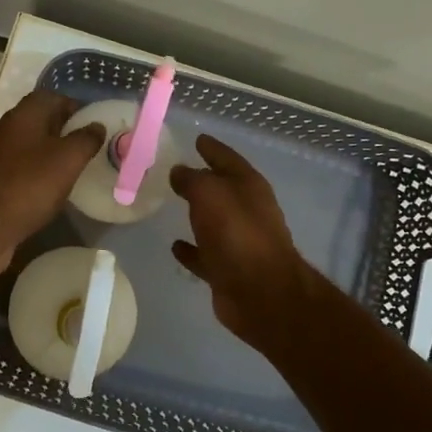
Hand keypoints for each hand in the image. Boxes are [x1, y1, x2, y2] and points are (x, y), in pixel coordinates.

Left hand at [0, 90, 104, 275]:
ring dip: (48, 154)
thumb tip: (96, 125)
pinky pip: (18, 171)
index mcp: (22, 116)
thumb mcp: (67, 159)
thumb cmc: (28, 185)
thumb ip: (85, 139)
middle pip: (38, 122)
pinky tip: (48, 192)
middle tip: (87, 147)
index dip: (73, 106)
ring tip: (72, 170)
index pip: (50, 97)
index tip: (93, 122)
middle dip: (63, 131)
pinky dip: (35, 176)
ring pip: (27, 148)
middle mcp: (4, 131)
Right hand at [170, 134, 324, 358]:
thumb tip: (179, 172)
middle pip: (221, 189)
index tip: (197, 139)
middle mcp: (247, 210)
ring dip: (196, 213)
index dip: (212, 148)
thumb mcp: (209, 193)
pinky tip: (174, 245)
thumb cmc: (236, 233)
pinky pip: (204, 253)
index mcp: (249, 186)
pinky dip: (191, 249)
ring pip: (212, 221)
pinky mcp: (228, 269)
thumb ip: (192, 179)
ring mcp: (239, 241)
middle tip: (175, 170)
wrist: (260, 292)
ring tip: (171, 203)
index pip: (227, 158)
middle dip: (202, 179)